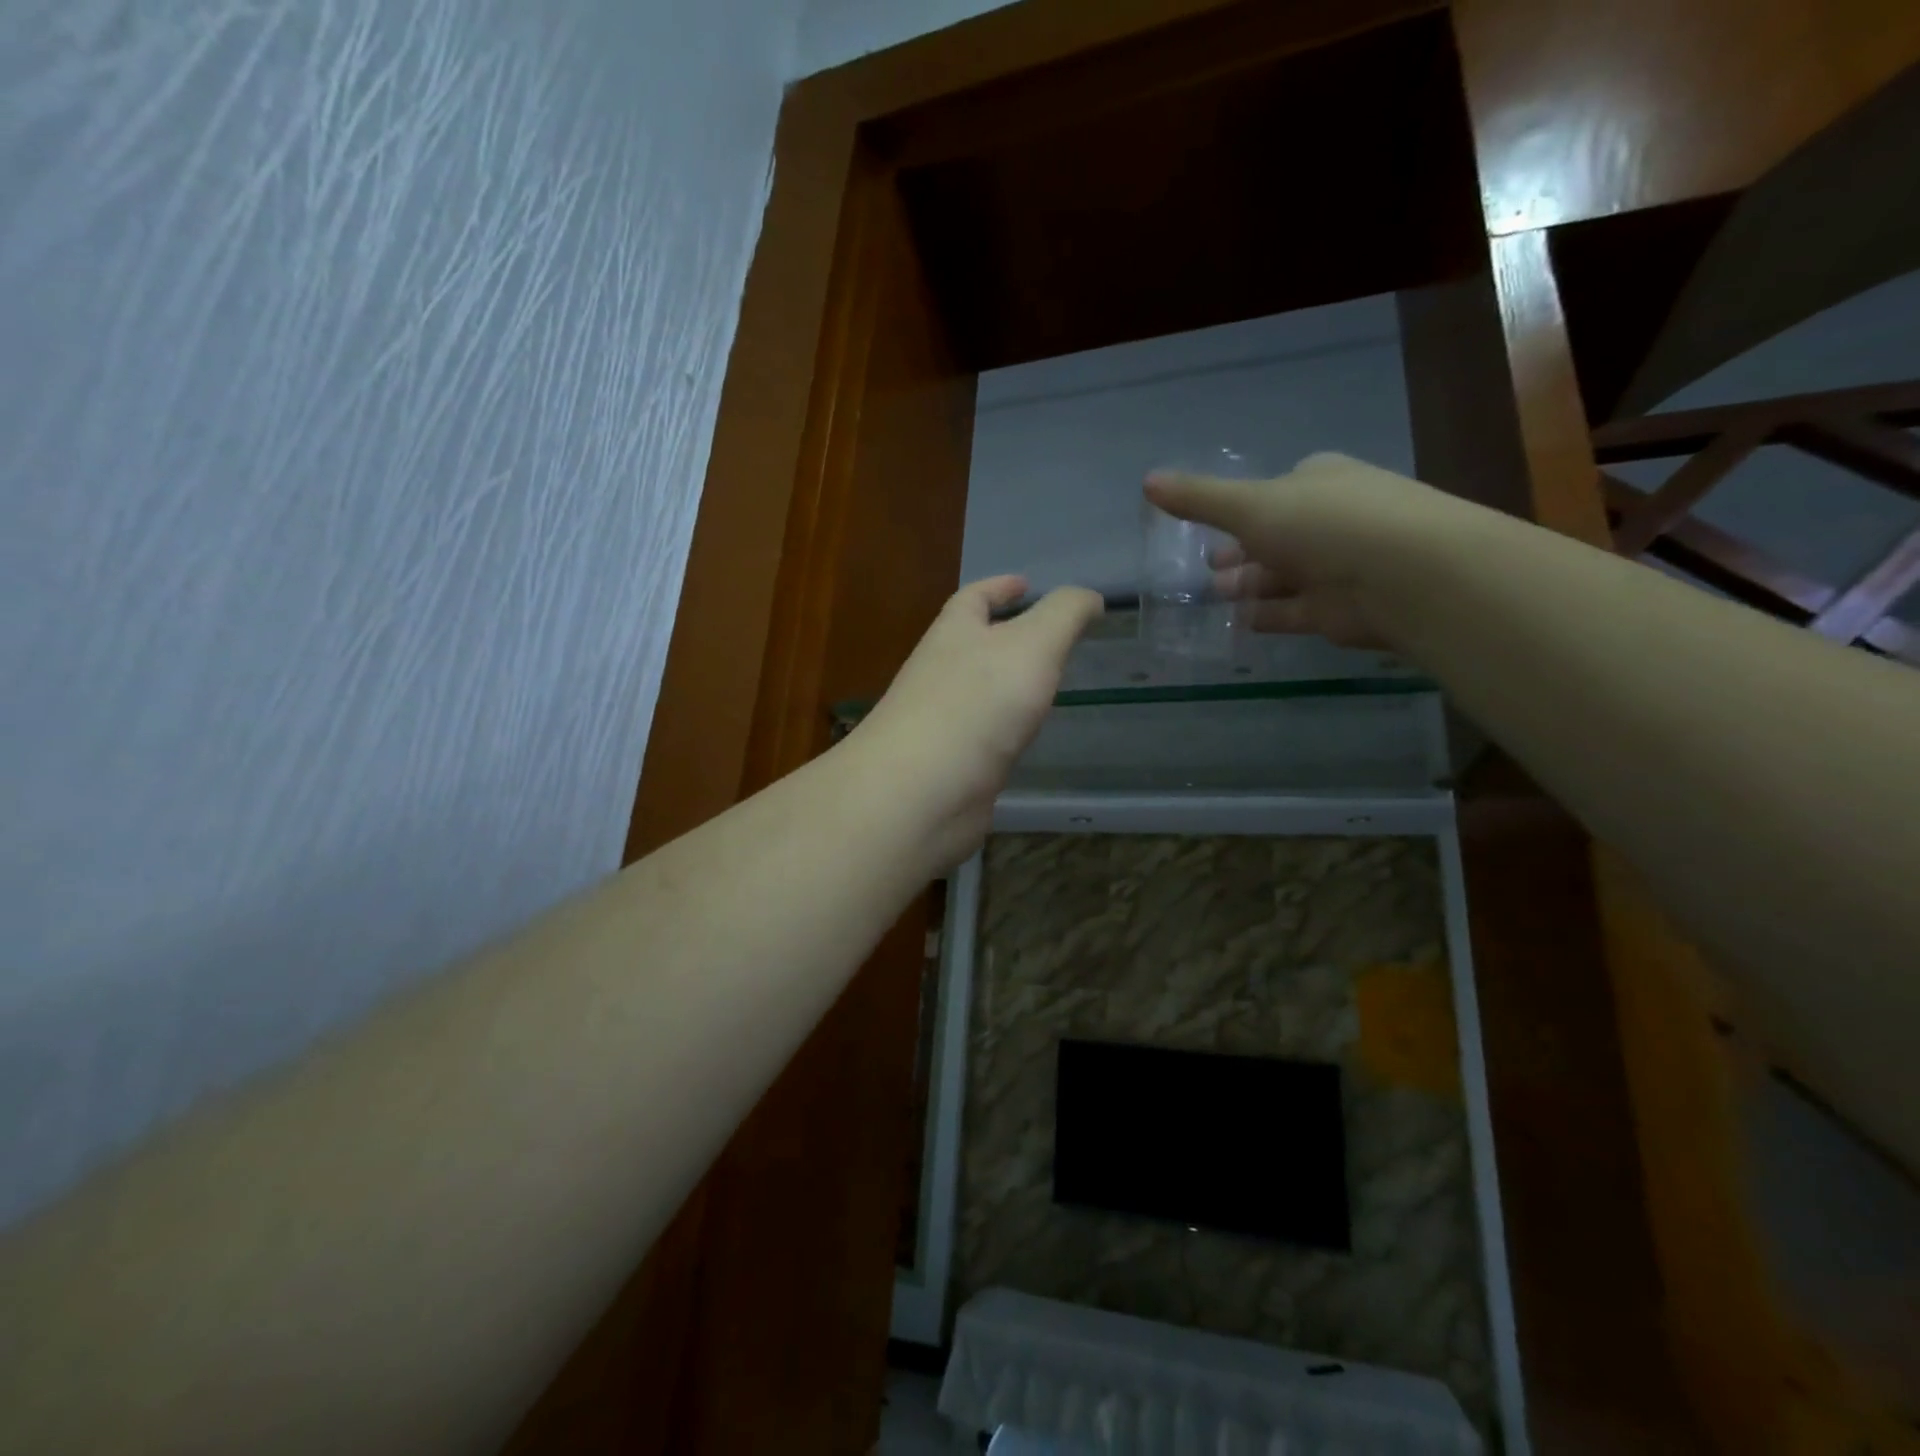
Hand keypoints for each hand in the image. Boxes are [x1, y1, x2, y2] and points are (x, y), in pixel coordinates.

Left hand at [855, 576, 1102, 867]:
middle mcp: (940, 673)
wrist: (922, 792)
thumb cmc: (978, 703)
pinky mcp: (948, 764)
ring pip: (977, 692)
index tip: (1026, 583)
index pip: (974, 597)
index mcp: (953, 634)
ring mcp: (940, 721)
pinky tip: (1025, 737)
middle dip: (1004, 636)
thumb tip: (1089, 598)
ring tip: (1044, 685)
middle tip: (1049, 640)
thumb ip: (1065, 615)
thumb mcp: (1034, 643)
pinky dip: (1003, 728)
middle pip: (971, 644)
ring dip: (1006, 685)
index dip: (1000, 586)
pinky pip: (981, 735)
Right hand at [1144, 452, 1470, 650]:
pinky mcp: (1338, 610)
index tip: (1209, 526)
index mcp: (1318, 481)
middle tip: (1206, 569)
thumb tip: (1147, 481)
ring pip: (1283, 576)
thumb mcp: (1250, 505)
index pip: (1275, 490)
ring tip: (1213, 596)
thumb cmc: (1324, 524)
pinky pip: (1292, 611)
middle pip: (1277, 536)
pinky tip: (1237, 622)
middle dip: (1241, 552)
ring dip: (1249, 585)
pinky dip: (1266, 615)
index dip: (1241, 508)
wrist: (1405, 575)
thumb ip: (1198, 499)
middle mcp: (1330, 520)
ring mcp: (1338, 566)